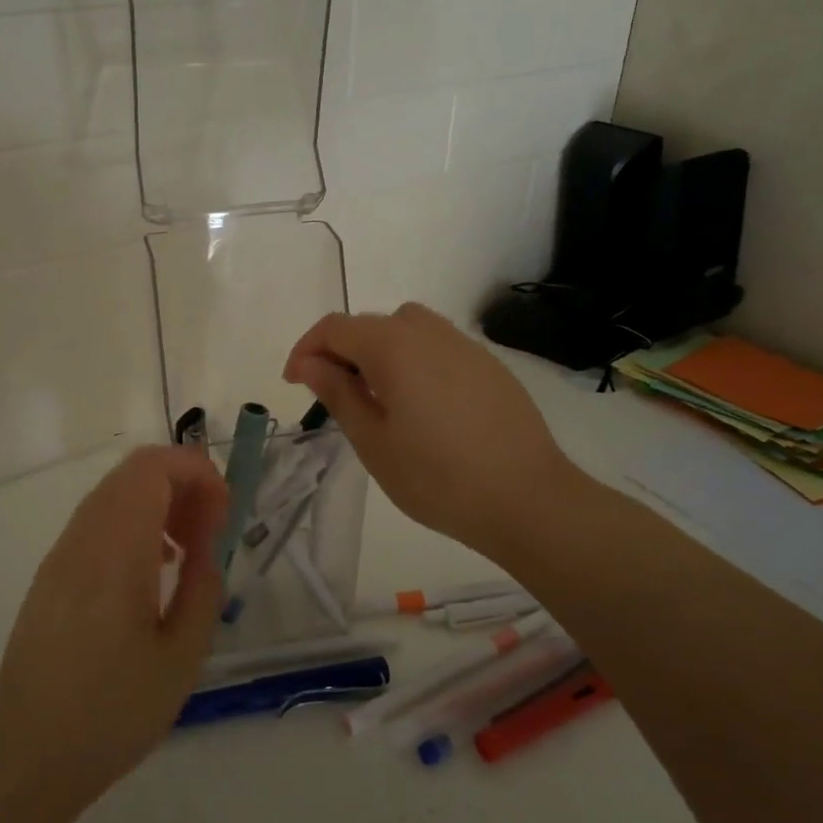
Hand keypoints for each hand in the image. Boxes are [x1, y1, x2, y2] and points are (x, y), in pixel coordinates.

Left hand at [0, 446, 227, 814]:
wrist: (25, 759)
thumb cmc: (111, 714)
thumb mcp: (181, 658)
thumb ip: (203, 588)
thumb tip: (208, 545)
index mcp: (115, 552)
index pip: (153, 468)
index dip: (197, 473)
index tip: (224, 514)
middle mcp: (82, 539)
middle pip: (134, 473)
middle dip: (182, 484)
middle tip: (212, 530)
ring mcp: (60, 555)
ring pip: (114, 494)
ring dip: (158, 503)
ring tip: (187, 552)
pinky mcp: (50, 575)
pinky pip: (97, 523)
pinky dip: (133, 524)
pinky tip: (151, 571)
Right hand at [283, 303, 580, 565]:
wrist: (527, 499)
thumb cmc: (437, 477)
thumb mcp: (372, 441)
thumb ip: (337, 393)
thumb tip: (310, 363)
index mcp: (393, 346)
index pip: (335, 328)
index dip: (306, 349)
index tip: (295, 383)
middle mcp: (428, 331)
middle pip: (370, 324)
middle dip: (340, 351)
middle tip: (331, 395)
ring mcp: (464, 345)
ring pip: (405, 329)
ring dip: (378, 352)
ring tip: (375, 397)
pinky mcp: (488, 364)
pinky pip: (436, 346)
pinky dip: (413, 361)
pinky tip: (420, 404)